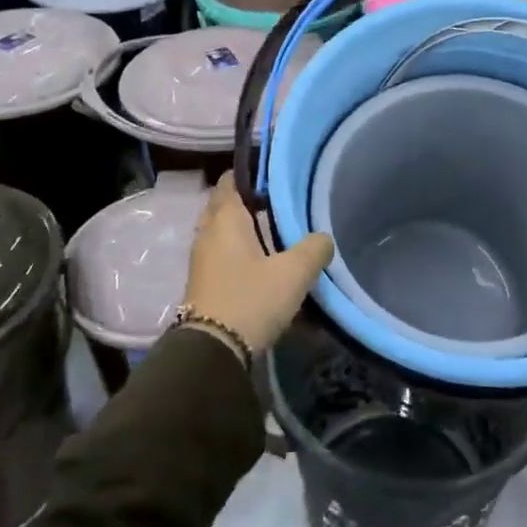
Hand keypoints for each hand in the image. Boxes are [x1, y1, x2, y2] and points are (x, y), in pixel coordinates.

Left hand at [181, 173, 334, 355]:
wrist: (212, 352)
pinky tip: (263, 265)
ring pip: (223, 234)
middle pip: (224, 207)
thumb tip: (324, 238)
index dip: (248, 174)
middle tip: (278, 204)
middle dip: (247, 203)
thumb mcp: (293, 273)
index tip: (271, 175)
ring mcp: (202, 261)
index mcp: (225, 220)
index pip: (230, 182)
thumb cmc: (251, 299)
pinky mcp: (204, 285)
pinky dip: (239, 255)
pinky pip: (222, 257)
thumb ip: (314, 249)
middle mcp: (208, 234)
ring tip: (275, 234)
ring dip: (244, 232)